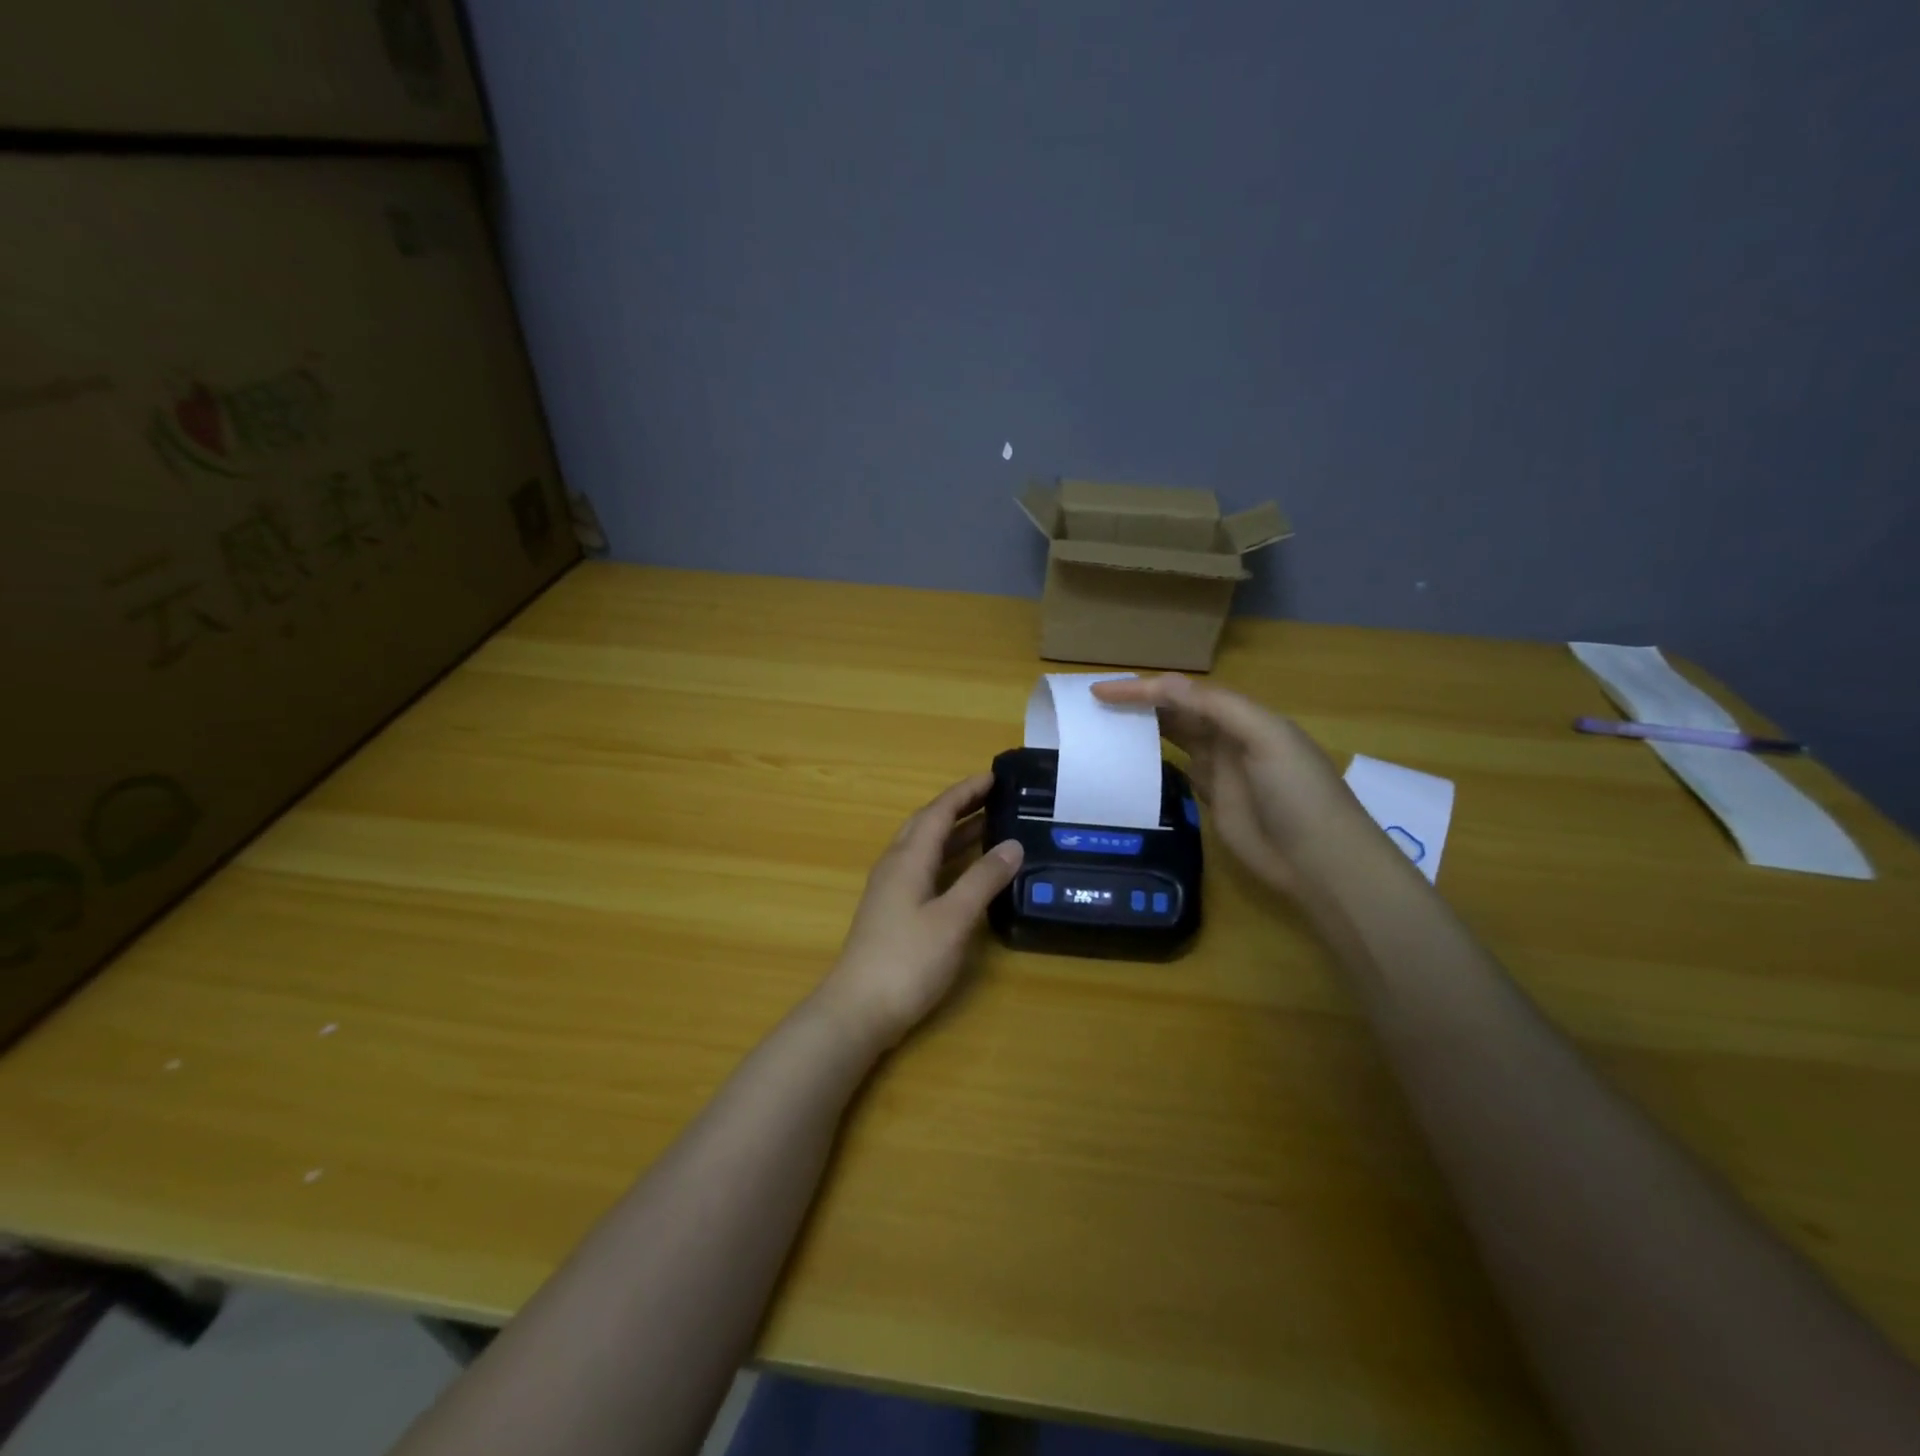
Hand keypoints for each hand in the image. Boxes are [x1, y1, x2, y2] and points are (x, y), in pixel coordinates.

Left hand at [816, 774, 1023, 1049]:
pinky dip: (947, 858)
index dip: (965, 792)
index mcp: (908, 859)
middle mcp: (895, 865)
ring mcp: (890, 889)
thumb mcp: (953, 919)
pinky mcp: (892, 911)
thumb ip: (983, 879)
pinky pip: (923, 868)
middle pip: (927, 824)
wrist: (858, 1010)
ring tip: (988, 825)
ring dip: (954, 832)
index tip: (993, 776)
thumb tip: (1013, 844)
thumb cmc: (907, 960)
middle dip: (959, 806)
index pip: (938, 812)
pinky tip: (964, 871)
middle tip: (994, 796)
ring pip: (924, 847)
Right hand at [1092, 674, 1372, 896]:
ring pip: (1174, 739)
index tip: (1101, 693)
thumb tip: (1164, 684)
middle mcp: (1228, 737)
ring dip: (1143, 729)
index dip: (1143, 689)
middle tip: (1095, 707)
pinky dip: (1153, 762)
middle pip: (1176, 712)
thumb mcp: (1266, 739)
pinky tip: (1129, 761)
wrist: (1320, 860)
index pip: (1184, 693)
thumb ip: (1217, 708)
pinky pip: (1176, 772)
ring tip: (1103, 727)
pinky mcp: (1211, 800)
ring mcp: (1219, 770)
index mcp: (1243, 716)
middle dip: (1139, 704)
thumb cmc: (1297, 793)